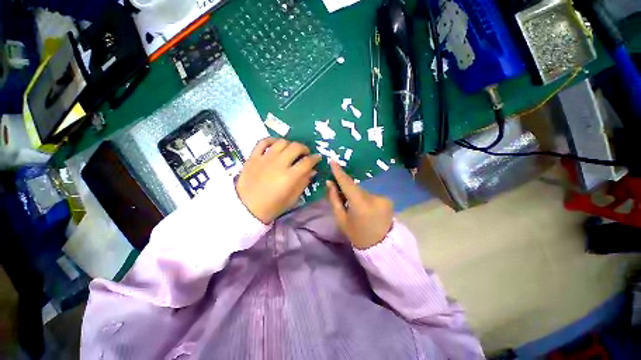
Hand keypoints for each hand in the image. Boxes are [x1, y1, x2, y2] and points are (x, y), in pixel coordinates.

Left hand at [236, 138, 321, 223]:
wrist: (246, 208)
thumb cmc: (272, 206)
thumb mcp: (292, 199)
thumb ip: (303, 183)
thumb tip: (313, 171)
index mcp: (289, 176)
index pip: (307, 162)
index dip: (315, 158)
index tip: (318, 158)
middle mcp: (279, 164)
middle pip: (296, 147)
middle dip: (304, 148)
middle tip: (305, 154)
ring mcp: (265, 158)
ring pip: (282, 142)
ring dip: (290, 144)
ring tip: (291, 150)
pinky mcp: (253, 157)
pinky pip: (263, 142)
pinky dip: (272, 140)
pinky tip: (276, 144)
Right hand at [326, 161, 393, 248]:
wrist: (381, 246)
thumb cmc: (357, 234)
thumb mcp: (341, 219)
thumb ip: (334, 199)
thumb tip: (329, 183)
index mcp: (360, 204)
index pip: (347, 183)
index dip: (339, 172)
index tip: (333, 161)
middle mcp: (373, 197)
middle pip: (355, 187)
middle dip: (346, 188)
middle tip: (340, 193)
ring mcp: (383, 198)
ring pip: (363, 191)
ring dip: (357, 195)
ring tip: (355, 207)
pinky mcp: (388, 199)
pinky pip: (371, 195)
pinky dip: (365, 198)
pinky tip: (366, 208)